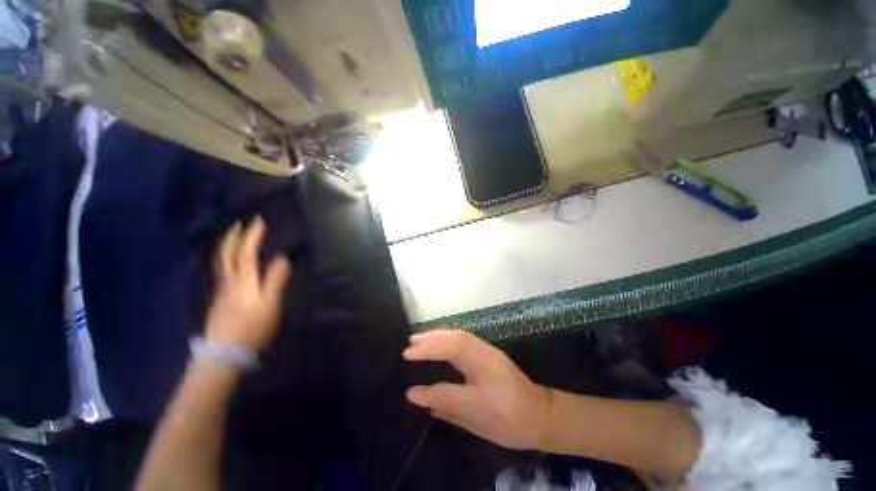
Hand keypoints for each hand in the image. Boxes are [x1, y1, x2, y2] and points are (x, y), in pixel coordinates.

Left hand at [205, 216, 290, 350]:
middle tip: (239, 223)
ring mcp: (221, 290)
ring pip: (220, 262)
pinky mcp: (219, 299)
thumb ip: (275, 280)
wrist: (223, 352)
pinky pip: (221, 270)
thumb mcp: (270, 305)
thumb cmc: (251, 327)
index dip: (252, 236)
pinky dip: (224, 258)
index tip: (259, 221)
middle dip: (232, 237)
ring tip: (232, 237)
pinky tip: (229, 262)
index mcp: (243, 280)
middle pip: (226, 254)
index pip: (246, 252)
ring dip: (226, 246)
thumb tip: (282, 258)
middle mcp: (228, 281)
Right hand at [403, 330, 551, 449]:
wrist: (541, 415)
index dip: (427, 356)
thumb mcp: (475, 420)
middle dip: (430, 339)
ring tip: (418, 339)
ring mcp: (489, 350)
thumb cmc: (509, 422)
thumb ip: (444, 403)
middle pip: (455, 339)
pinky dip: (447, 336)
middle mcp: (486, 355)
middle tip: (409, 344)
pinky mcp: (489, 350)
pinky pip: (464, 338)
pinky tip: (438, 341)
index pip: (451, 357)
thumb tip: (414, 394)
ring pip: (459, 335)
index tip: (406, 358)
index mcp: (485, 372)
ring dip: (437, 335)